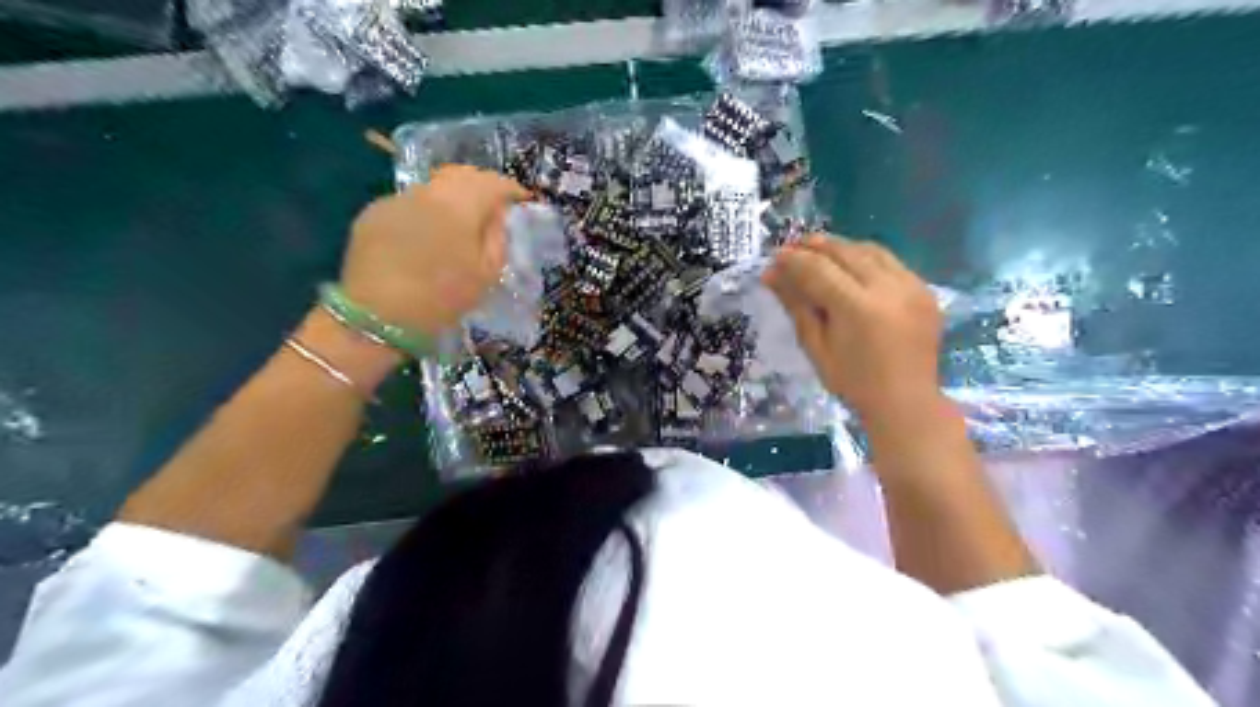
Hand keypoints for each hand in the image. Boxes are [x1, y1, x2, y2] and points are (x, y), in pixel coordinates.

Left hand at [338, 163, 527, 333]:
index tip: (522, 199)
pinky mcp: (373, 213)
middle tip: (493, 205)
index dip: (511, 188)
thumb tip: (498, 214)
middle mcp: (427, 191)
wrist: (378, 315)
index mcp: (460, 204)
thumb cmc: (443, 297)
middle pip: (460, 174)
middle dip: (481, 185)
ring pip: (433, 186)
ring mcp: (396, 199)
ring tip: (460, 220)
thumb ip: (498, 236)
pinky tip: (426, 236)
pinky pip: (410, 202)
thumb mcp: (487, 273)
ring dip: (452, 197)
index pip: (492, 182)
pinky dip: (426, 211)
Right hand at [757, 236, 944, 425]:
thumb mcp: (816, 347)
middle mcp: (889, 289)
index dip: (794, 260)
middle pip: (845, 252)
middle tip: (792, 247)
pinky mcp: (925, 289)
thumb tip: (770, 275)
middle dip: (815, 246)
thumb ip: (796, 306)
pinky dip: (865, 258)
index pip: (819, 270)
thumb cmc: (853, 382)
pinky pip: (891, 262)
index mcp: (859, 308)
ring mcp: (912, 286)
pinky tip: (850, 266)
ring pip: (870, 250)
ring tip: (818, 250)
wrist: (906, 402)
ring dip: (841, 247)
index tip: (774, 257)